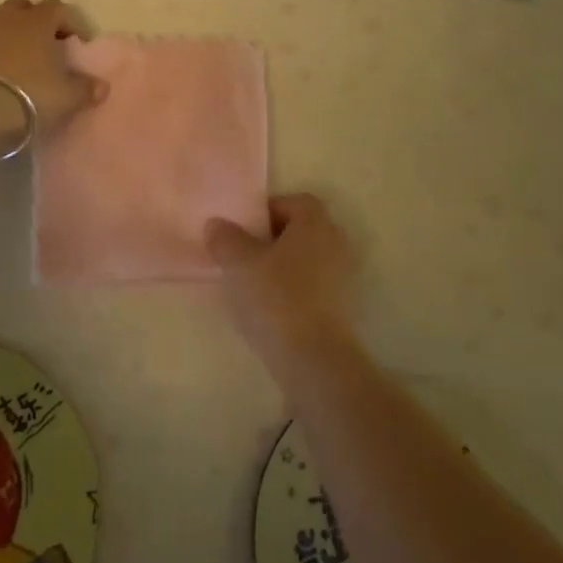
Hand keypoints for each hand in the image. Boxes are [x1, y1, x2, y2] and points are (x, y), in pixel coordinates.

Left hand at [0, 0, 103, 137]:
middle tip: (46, 44)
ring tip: (18, 58)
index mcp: (37, 21)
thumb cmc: (28, 95)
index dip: (71, 22)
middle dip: (37, 21)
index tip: (79, 42)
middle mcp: (7, 18)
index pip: (59, 9)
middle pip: (24, 7)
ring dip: (10, 33)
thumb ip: (85, 89)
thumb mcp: (65, 97)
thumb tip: (102, 86)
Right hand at [206, 193, 357, 370]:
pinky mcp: (345, 308)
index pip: (294, 202)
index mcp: (315, 223)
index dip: (268, 211)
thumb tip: (217, 224)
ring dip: (285, 267)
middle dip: (275, 239)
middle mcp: (336, 242)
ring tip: (255, 286)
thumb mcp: (238, 264)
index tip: (244, 231)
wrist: (315, 361)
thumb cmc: (276, 299)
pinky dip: (296, 291)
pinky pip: (316, 286)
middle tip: (246, 256)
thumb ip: (225, 239)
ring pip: (309, 260)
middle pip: (303, 230)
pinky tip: (273, 310)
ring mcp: (345, 277)